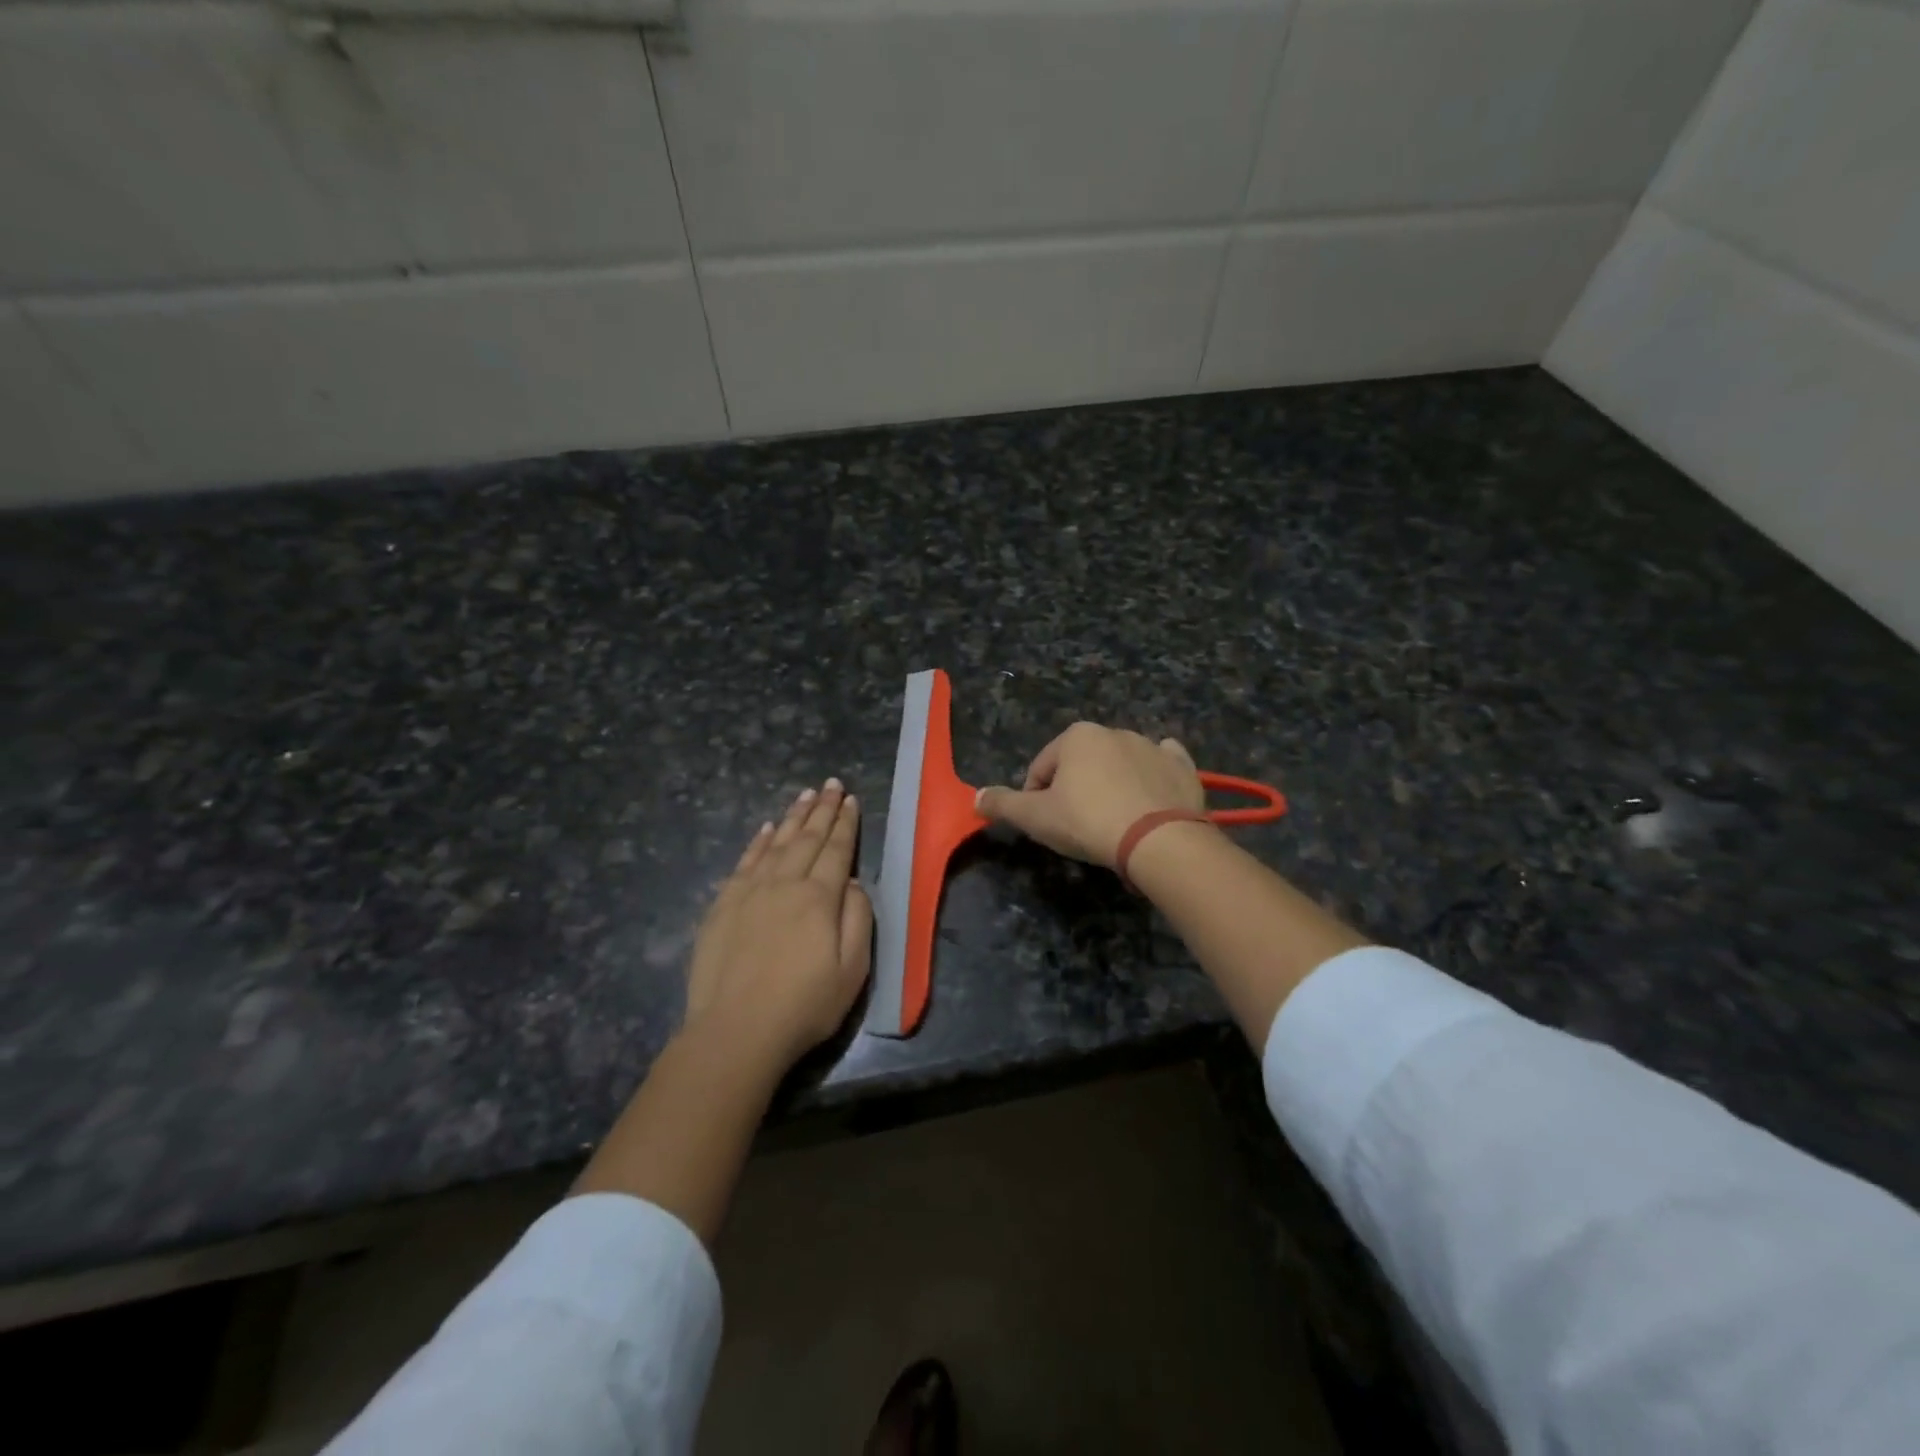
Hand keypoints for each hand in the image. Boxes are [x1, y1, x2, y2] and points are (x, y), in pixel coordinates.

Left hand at [684, 779, 873, 1073]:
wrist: (736, 1031)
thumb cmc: (804, 1005)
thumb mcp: (853, 970)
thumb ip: (857, 919)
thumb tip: (851, 883)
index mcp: (819, 897)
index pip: (836, 850)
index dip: (845, 824)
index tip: (850, 799)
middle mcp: (785, 883)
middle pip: (807, 838)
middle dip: (821, 809)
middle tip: (830, 783)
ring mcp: (750, 892)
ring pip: (775, 843)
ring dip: (792, 817)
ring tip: (804, 794)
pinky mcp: (723, 906)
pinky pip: (744, 862)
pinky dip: (757, 842)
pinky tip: (765, 829)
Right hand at [974, 722, 1204, 867]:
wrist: (1158, 840)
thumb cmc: (1088, 822)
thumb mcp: (1035, 818)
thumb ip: (1003, 805)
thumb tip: (975, 798)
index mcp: (1076, 736)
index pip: (1041, 769)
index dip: (1036, 799)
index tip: (1046, 826)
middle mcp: (1114, 731)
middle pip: (1081, 765)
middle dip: (1075, 791)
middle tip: (1078, 827)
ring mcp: (1152, 746)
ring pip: (1119, 765)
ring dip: (1111, 786)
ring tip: (1113, 824)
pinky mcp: (1182, 767)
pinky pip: (1162, 766)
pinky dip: (1153, 778)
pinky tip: (1149, 799)